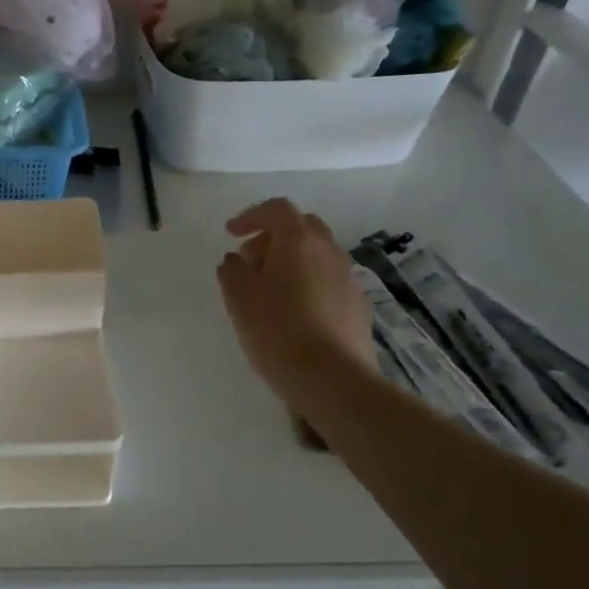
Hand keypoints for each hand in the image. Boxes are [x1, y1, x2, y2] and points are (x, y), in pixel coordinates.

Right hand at [217, 198, 374, 400]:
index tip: (231, 234)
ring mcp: (347, 278)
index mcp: (298, 241)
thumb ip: (233, 271)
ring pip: (318, 253)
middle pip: (302, 226)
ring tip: (269, 287)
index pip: (277, 209)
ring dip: (292, 259)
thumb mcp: (239, 299)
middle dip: (274, 235)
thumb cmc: (277, 331)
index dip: (251, 216)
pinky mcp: (357, 305)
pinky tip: (293, 310)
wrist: (332, 379)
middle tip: (250, 258)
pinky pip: (328, 279)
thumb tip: (236, 260)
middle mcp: (328, 251)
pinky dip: (308, 281)